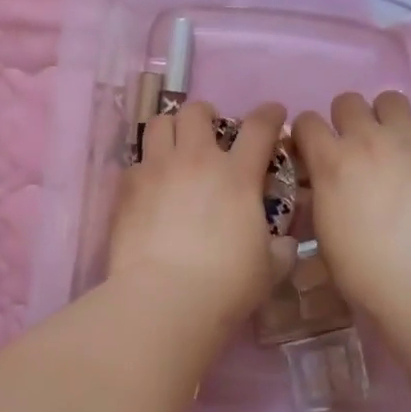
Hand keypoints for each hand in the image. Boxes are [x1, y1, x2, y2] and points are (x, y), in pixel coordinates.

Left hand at [107, 100, 295, 332]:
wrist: (165, 299)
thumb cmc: (226, 285)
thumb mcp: (269, 268)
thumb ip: (279, 249)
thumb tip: (284, 243)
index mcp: (237, 175)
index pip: (259, 127)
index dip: (270, 114)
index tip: (273, 113)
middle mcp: (196, 160)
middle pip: (197, 112)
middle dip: (207, 115)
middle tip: (211, 133)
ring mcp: (157, 170)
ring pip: (159, 123)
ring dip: (172, 129)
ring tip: (175, 147)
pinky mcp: (127, 188)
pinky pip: (136, 162)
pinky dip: (146, 167)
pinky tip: (150, 186)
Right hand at [292, 91, 410, 318]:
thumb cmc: (363, 268)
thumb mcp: (323, 230)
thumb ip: (321, 194)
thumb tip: (322, 184)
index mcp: (330, 160)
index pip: (306, 121)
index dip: (307, 136)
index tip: (312, 153)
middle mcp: (368, 138)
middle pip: (348, 101)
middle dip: (346, 121)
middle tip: (355, 150)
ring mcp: (410, 139)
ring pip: (392, 99)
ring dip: (386, 119)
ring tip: (393, 146)